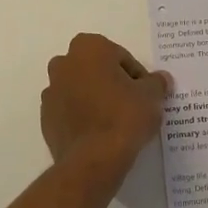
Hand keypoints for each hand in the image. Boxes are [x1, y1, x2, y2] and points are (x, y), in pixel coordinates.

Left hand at [41, 33, 172, 174]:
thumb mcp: (152, 96)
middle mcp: (64, 64)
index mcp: (89, 48)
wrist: (93, 160)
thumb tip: (161, 79)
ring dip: (95, 99)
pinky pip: (70, 112)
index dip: (136, 75)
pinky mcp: (46, 119)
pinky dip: (83, 117)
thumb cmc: (124, 116)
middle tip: (131, 104)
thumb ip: (156, 82)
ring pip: (80, 90)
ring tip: (115, 122)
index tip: (145, 94)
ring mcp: (51, 92)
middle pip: (96, 70)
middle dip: (111, 82)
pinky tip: (99, 134)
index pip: (120, 57)